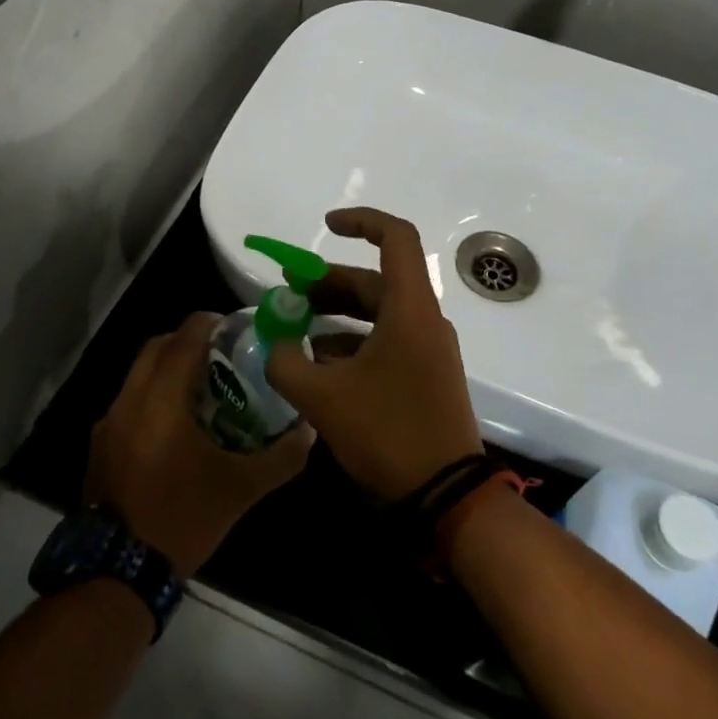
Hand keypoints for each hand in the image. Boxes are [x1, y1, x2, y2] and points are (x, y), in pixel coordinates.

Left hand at [86, 312, 312, 574]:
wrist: (119, 573)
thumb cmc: (183, 518)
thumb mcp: (241, 489)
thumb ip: (280, 457)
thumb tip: (308, 431)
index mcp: (162, 401)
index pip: (182, 340)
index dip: (207, 323)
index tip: (232, 325)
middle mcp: (129, 401)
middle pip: (155, 348)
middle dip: (185, 341)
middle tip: (219, 353)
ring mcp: (108, 425)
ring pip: (137, 375)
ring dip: (166, 369)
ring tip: (200, 387)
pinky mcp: (99, 447)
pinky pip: (128, 402)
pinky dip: (151, 396)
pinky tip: (174, 426)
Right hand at [266, 208, 483, 502]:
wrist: (445, 495)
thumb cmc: (387, 433)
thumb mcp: (323, 398)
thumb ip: (287, 362)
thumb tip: (272, 344)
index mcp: (409, 309)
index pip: (396, 238)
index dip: (361, 222)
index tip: (326, 226)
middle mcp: (424, 320)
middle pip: (376, 280)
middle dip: (330, 282)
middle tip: (289, 294)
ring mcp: (429, 349)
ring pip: (380, 313)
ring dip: (338, 314)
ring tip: (296, 330)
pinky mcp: (426, 375)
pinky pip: (388, 340)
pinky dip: (354, 341)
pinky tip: (320, 364)